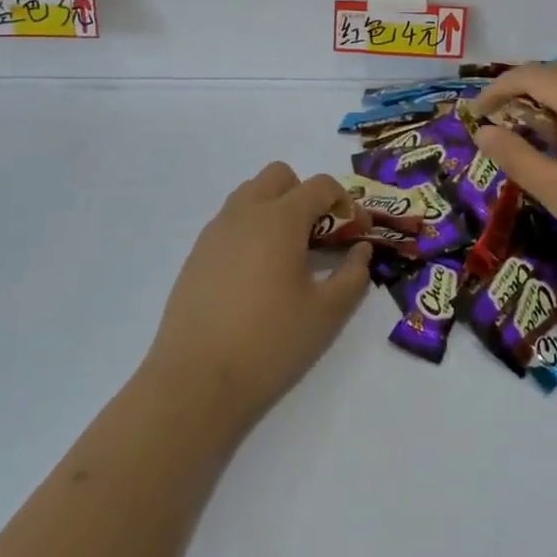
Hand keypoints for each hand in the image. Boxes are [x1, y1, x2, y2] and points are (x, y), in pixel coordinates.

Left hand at [141, 163, 372, 437]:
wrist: (196, 380)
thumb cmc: (270, 342)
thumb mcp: (327, 313)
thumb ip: (353, 275)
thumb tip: (361, 251)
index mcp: (280, 219)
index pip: (320, 186)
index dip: (346, 202)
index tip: (357, 232)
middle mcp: (245, 213)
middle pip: (279, 176)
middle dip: (305, 194)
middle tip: (319, 235)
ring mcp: (215, 231)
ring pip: (250, 194)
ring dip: (276, 208)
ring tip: (288, 254)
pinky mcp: (197, 254)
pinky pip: (230, 221)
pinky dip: (251, 230)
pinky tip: (257, 274)